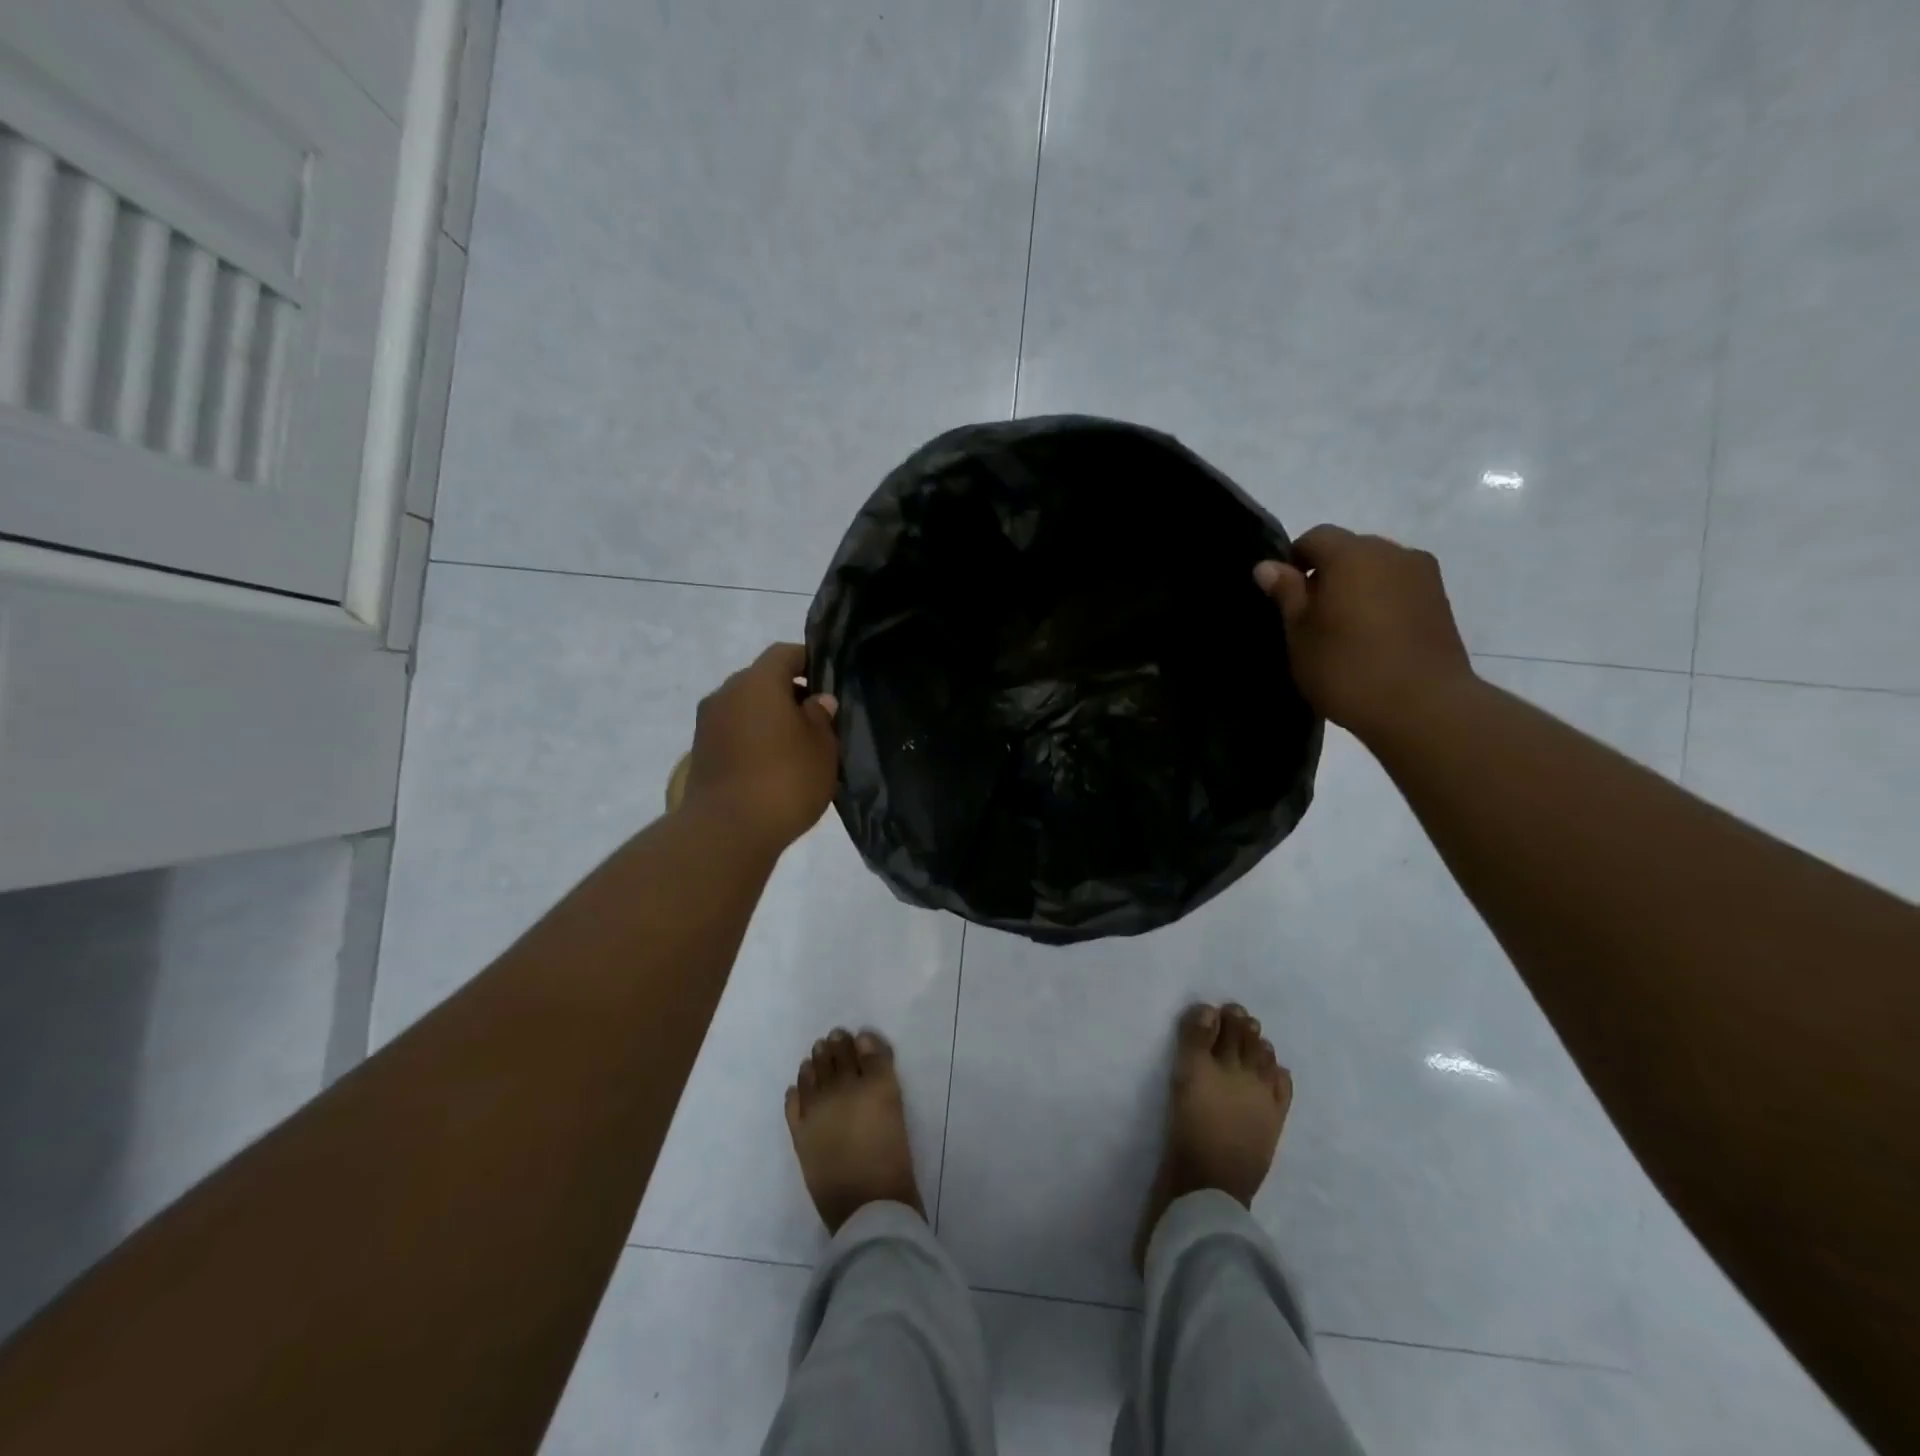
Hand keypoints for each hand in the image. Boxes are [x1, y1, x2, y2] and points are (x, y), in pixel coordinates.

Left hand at [684, 644, 839, 851]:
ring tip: (797, 748)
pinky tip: (773, 767)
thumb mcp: (822, 747)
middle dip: (789, 694)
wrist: (727, 831)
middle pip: (762, 681)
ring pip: (746, 709)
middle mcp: (726, 693)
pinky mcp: (700, 753)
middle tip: (817, 720)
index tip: (829, 682)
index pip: (785, 654)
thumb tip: (816, 701)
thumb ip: (821, 717)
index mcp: (758, 681)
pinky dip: (753, 741)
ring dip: (769, 720)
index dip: (809, 662)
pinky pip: (734, 734)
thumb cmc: (785, 779)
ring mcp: (708, 724)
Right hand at [1254, 526, 1474, 742]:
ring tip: (1343, 631)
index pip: (1315, 537)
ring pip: (1377, 570)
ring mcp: (1423, 576)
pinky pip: (1399, 590)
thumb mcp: (1300, 633)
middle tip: (1310, 616)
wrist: (1422, 706)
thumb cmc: (1346, 667)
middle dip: (1327, 574)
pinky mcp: (1441, 603)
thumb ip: (1286, 594)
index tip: (1284, 596)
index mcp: (1352, 554)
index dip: (1293, 561)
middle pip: (1350, 550)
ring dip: (1356, 589)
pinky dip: (1381, 603)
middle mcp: (1392, 553)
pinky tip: (1371, 640)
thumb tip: (1268, 566)